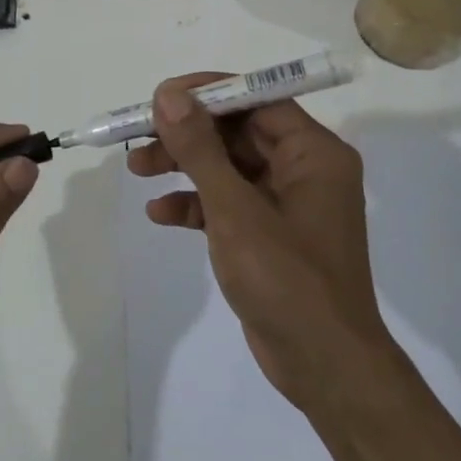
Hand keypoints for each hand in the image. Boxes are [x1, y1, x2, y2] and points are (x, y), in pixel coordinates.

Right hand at [129, 75, 388, 418]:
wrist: (324, 368)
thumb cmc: (287, 279)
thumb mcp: (235, 209)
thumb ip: (200, 150)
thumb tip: (169, 96)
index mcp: (313, 153)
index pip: (257, 99)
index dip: (206, 93)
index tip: (160, 97)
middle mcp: (304, 170)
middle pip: (237, 132)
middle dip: (186, 134)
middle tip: (138, 136)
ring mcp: (286, 204)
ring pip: (227, 167)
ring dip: (183, 166)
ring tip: (136, 169)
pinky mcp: (268, 235)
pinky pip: (227, 203)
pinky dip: (194, 204)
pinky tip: (160, 213)